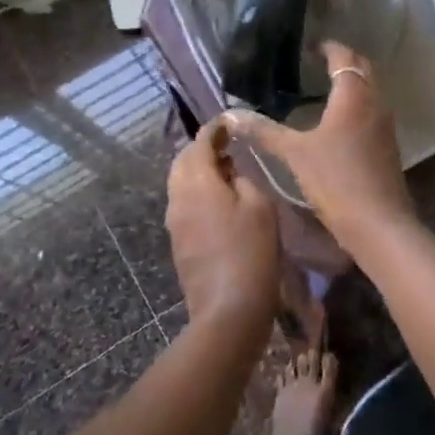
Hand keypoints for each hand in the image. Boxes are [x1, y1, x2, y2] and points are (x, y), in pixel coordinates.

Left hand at [165, 117, 280, 330]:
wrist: (228, 310)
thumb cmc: (251, 252)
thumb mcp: (260, 206)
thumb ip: (244, 179)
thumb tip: (232, 174)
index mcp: (197, 182)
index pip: (199, 143)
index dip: (214, 130)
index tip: (229, 124)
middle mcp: (178, 197)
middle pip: (182, 162)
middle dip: (202, 150)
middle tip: (229, 148)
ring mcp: (174, 222)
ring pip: (180, 184)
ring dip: (200, 172)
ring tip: (229, 174)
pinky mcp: (178, 243)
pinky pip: (184, 205)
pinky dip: (199, 193)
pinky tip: (222, 203)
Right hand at [225, 41, 415, 250]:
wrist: (377, 222)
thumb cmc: (334, 179)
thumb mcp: (294, 153)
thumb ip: (264, 130)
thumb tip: (231, 115)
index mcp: (353, 95)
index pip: (343, 56)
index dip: (327, 48)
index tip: (310, 47)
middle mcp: (375, 101)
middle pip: (363, 68)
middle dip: (343, 61)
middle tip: (317, 63)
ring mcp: (386, 123)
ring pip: (371, 90)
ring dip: (353, 83)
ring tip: (324, 88)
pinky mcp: (388, 144)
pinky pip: (373, 110)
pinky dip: (358, 104)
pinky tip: (338, 121)